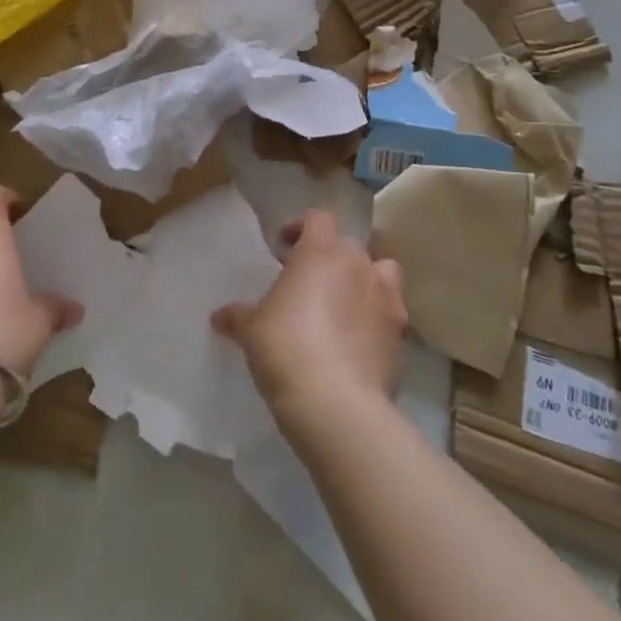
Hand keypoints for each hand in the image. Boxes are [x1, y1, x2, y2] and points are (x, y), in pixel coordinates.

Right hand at [212, 210, 407, 426]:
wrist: (335, 402)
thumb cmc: (285, 347)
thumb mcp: (250, 329)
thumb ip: (238, 315)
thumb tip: (219, 317)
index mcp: (320, 252)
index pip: (318, 218)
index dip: (301, 228)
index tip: (284, 249)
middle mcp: (357, 265)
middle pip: (348, 245)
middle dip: (330, 257)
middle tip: (309, 281)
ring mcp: (385, 297)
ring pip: (382, 271)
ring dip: (365, 279)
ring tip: (344, 303)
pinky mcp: (401, 333)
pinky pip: (392, 311)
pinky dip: (378, 316)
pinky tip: (360, 338)